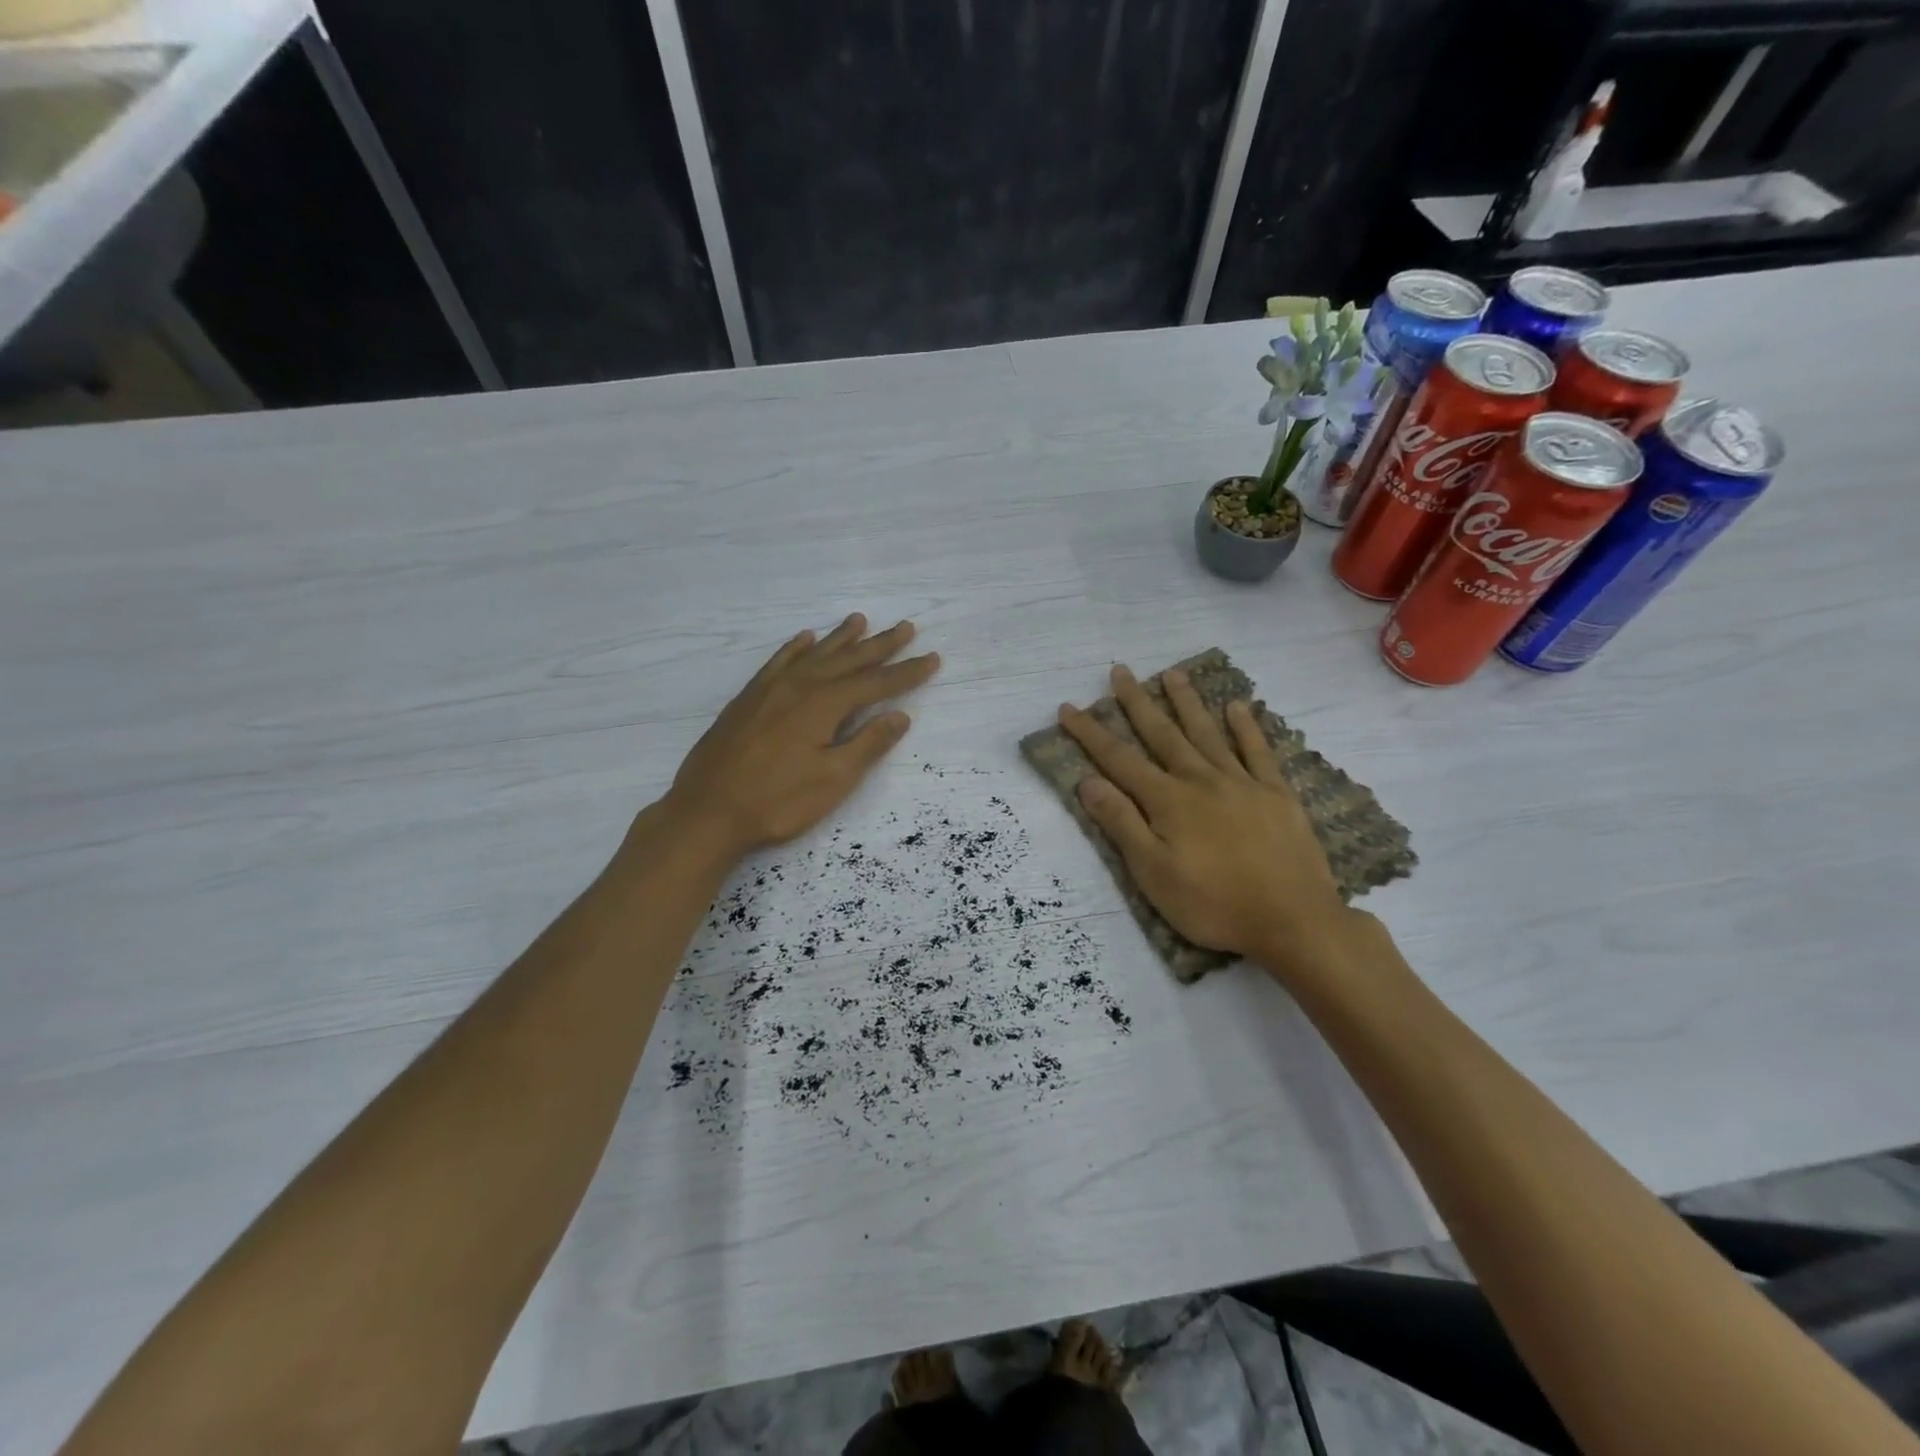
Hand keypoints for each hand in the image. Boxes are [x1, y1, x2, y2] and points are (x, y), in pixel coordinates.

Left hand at [658, 614, 939, 861]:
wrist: (706, 812)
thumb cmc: (776, 802)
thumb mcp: (832, 780)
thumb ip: (868, 744)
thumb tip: (900, 716)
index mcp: (823, 704)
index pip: (876, 683)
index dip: (906, 673)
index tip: (932, 658)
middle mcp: (799, 686)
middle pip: (848, 660)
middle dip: (880, 645)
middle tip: (906, 627)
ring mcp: (769, 690)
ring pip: (814, 654)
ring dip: (840, 638)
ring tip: (860, 620)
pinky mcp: (748, 699)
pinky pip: (778, 662)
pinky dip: (795, 648)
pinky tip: (804, 639)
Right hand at [1058, 664, 1353, 979]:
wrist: (1293, 921)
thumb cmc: (1213, 904)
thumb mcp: (1153, 873)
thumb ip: (1122, 824)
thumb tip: (1088, 781)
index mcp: (1168, 801)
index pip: (1119, 760)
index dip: (1091, 733)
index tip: (1069, 707)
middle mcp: (1201, 780)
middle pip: (1163, 734)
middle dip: (1137, 703)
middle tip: (1121, 671)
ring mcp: (1242, 783)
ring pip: (1208, 733)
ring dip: (1187, 702)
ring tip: (1172, 673)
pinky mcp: (1276, 794)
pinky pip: (1258, 751)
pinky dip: (1246, 727)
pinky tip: (1237, 706)